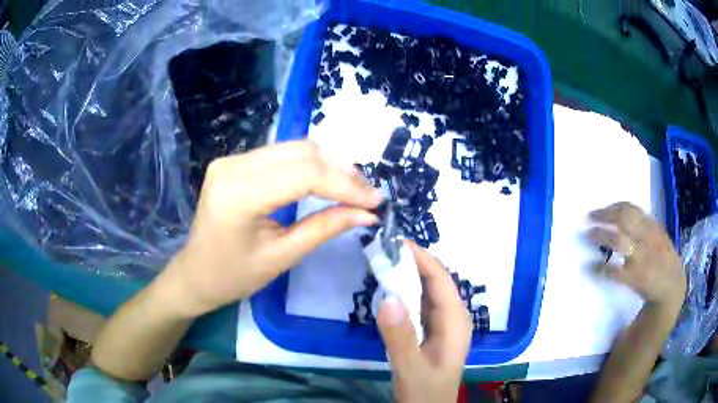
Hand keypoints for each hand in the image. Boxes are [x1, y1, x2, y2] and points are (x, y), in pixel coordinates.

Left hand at [161, 141, 382, 317]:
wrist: (195, 273)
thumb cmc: (233, 276)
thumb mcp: (282, 257)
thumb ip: (324, 228)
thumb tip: (367, 213)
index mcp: (239, 194)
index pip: (304, 174)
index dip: (345, 185)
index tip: (375, 200)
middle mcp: (233, 166)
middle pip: (300, 153)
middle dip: (341, 171)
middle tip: (368, 194)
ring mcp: (231, 159)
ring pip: (293, 148)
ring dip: (328, 164)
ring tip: (354, 187)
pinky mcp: (234, 161)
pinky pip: (280, 155)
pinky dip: (309, 165)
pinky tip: (326, 179)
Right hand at [377, 241, 471, 402]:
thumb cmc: (424, 391)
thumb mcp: (410, 367)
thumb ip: (400, 336)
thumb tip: (388, 297)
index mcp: (455, 322)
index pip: (441, 280)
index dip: (422, 258)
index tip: (397, 242)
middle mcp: (454, 318)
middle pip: (436, 282)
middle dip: (414, 263)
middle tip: (384, 249)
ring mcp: (444, 325)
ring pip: (429, 293)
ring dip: (409, 276)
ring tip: (384, 263)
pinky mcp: (434, 332)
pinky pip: (421, 305)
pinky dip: (407, 293)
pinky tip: (391, 291)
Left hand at [587, 202, 685, 306]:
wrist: (672, 289)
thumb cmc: (664, 261)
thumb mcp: (658, 237)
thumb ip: (644, 226)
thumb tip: (621, 216)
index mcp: (652, 226)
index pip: (630, 209)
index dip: (612, 207)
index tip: (599, 210)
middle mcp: (647, 238)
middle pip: (622, 220)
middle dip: (604, 217)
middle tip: (588, 218)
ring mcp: (641, 257)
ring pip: (618, 241)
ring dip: (600, 237)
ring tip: (587, 236)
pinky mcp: (635, 278)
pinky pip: (615, 271)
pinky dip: (600, 268)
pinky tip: (589, 267)